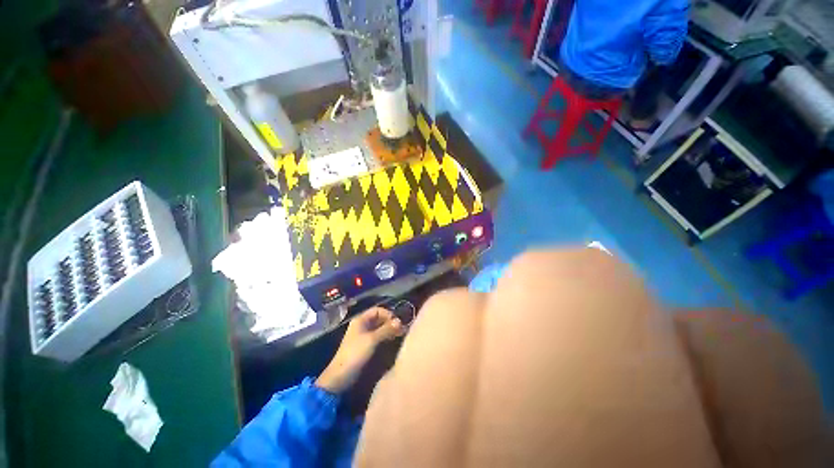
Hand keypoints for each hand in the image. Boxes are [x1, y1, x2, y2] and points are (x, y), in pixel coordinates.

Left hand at [316, 307, 405, 393]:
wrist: (340, 376)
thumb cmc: (355, 354)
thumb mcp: (372, 340)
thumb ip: (386, 329)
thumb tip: (400, 321)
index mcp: (360, 319)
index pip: (378, 310)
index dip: (388, 314)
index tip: (398, 322)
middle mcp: (362, 325)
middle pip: (379, 318)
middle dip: (390, 322)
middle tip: (402, 329)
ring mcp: (363, 335)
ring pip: (379, 328)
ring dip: (389, 330)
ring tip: (400, 335)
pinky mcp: (365, 346)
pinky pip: (378, 337)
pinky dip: (385, 337)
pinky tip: (392, 341)